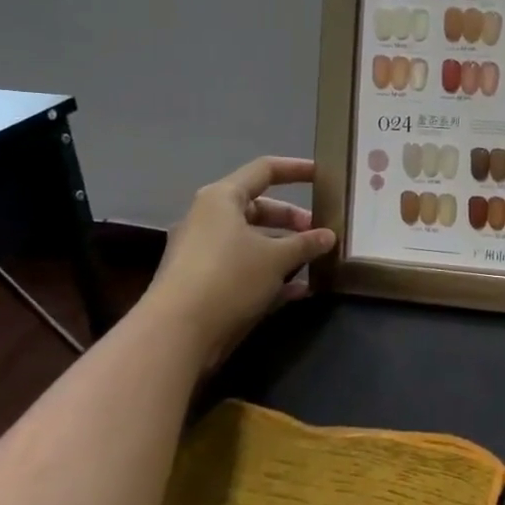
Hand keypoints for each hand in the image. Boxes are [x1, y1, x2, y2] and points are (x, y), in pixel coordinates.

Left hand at [141, 157, 335, 362]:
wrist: (175, 335)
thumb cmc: (229, 277)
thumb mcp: (276, 258)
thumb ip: (306, 243)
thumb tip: (328, 236)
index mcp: (222, 199)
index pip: (264, 170)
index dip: (296, 169)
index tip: (323, 176)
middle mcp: (209, 220)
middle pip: (259, 209)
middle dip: (292, 220)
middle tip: (320, 232)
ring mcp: (203, 253)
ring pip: (252, 242)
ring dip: (284, 250)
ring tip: (315, 262)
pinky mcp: (203, 284)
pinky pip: (244, 269)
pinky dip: (270, 275)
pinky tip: (299, 291)